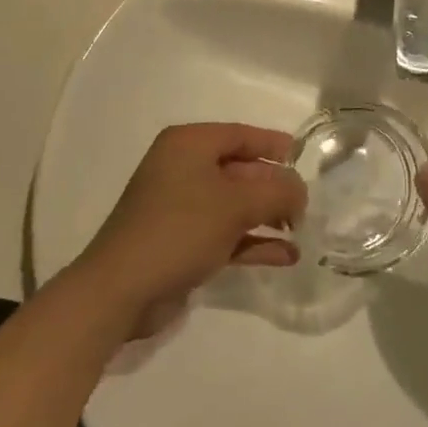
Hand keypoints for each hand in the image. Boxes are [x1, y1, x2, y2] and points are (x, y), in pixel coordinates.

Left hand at [74, 123, 306, 338]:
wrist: (120, 291)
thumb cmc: (179, 229)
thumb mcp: (236, 204)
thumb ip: (276, 192)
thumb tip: (300, 191)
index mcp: (189, 145)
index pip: (240, 135)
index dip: (273, 144)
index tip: (303, 158)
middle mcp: (183, 169)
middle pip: (240, 170)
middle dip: (274, 187)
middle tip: (307, 205)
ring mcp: (181, 208)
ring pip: (235, 204)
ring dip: (268, 217)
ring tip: (302, 231)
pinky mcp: (182, 243)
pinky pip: (226, 234)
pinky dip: (253, 242)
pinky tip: (286, 256)